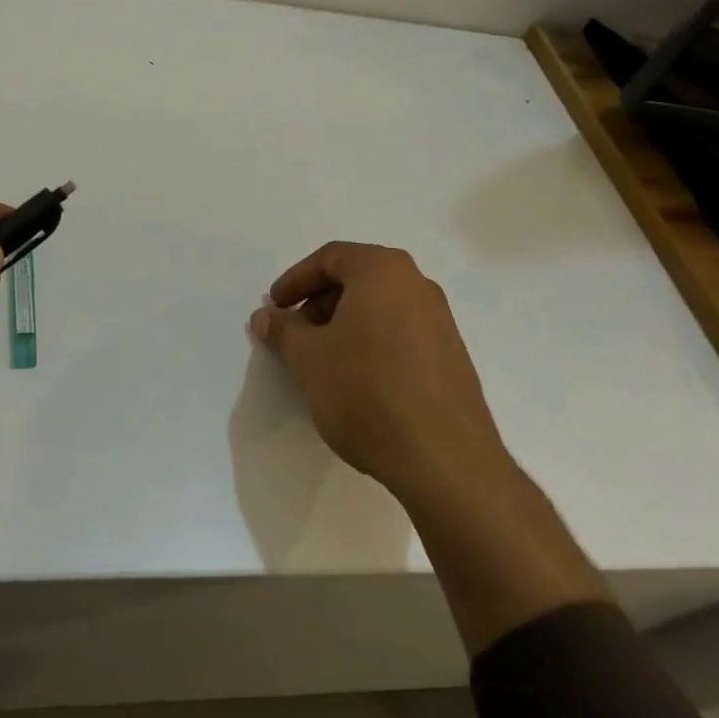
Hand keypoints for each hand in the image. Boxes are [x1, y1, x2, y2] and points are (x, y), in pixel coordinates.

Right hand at [251, 242, 507, 502]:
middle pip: (357, 280)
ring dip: (344, 325)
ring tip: (322, 361)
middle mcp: (418, 285)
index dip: (295, 280)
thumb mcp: (308, 359)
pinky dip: (371, 343)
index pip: (330, 258)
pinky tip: (357, 381)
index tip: (275, 308)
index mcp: (384, 270)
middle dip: (319, 303)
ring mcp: (441, 321)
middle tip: (294, 335)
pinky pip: (401, 333)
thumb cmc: (366, 391)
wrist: (444, 459)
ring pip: (379, 308)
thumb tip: (266, 316)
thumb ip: (283, 330)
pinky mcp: (452, 357)